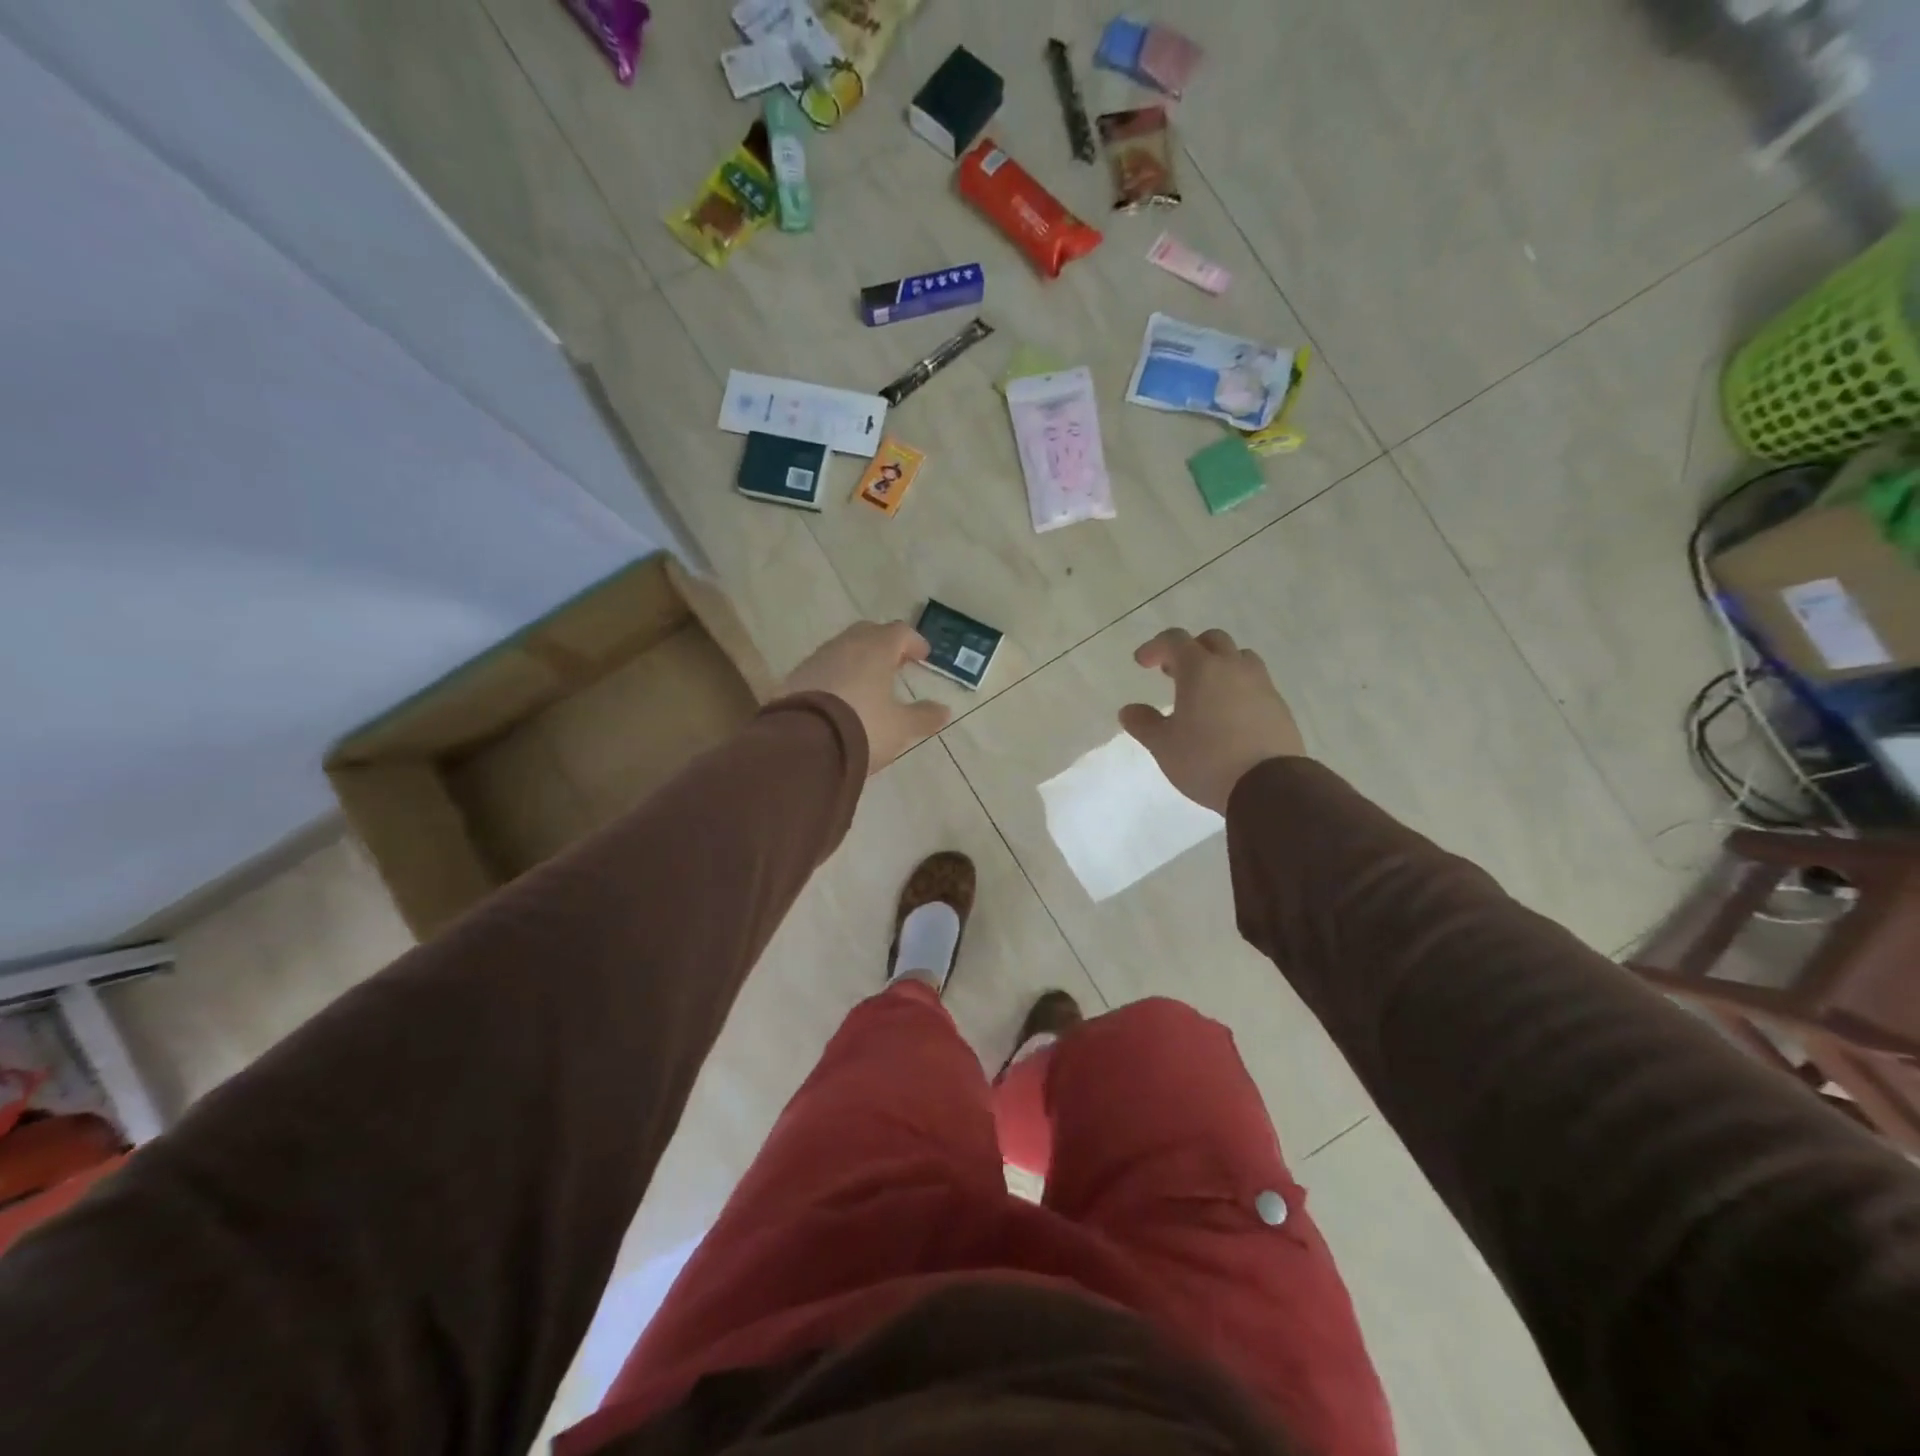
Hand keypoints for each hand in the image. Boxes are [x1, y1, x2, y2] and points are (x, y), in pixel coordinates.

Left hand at [781, 621, 950, 772]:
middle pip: (868, 633)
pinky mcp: (795, 678)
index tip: (923, 656)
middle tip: (896, 663)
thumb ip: (923, 716)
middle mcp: (845, 645)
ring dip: (858, 660)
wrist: (803, 745)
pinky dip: (837, 675)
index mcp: (876, 649)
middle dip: (884, 645)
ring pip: (843, 649)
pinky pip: (823, 668)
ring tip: (868, 682)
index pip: (899, 632)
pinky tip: (840, 697)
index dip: (913, 642)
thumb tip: (944, 710)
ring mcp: (817, 659)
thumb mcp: (900, 727)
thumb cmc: (863, 727)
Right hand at [1119, 628, 1305, 812]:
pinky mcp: (1279, 705)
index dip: (1155, 647)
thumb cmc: (1206, 760)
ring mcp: (1261, 684)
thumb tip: (1128, 710)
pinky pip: (1256, 683)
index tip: (1142, 663)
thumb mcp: (1164, 745)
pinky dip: (1238, 687)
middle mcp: (1233, 667)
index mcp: (1201, 669)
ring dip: (1219, 665)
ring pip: (1239, 657)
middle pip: (1212, 640)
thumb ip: (1144, 723)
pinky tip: (1229, 714)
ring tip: (1206, 691)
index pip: (1175, 640)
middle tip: (1173, 673)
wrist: (1268, 786)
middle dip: (1189, 650)